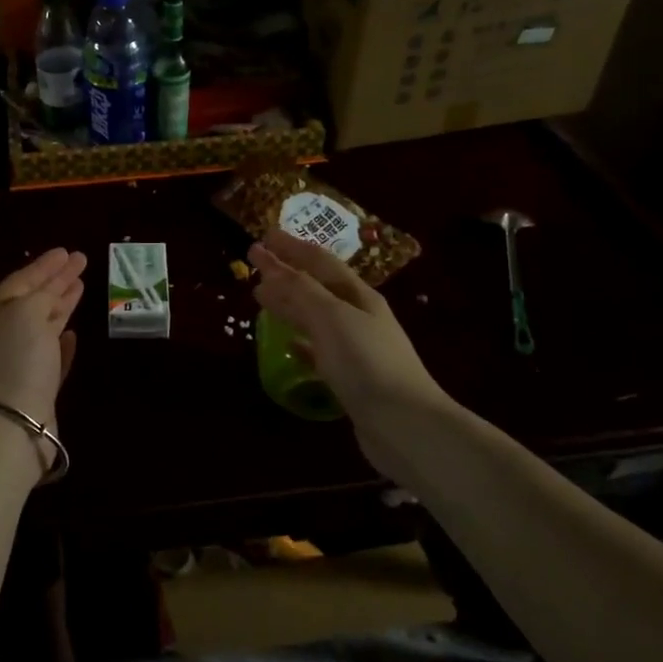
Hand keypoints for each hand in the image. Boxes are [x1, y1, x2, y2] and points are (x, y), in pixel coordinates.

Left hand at [0, 248, 85, 429]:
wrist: (15, 420)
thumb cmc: (19, 358)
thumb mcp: (27, 312)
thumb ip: (40, 296)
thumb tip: (52, 294)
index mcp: (1, 312)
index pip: (23, 280)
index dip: (44, 265)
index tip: (67, 251)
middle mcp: (9, 333)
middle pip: (35, 299)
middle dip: (57, 280)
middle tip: (81, 262)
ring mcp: (24, 360)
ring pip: (45, 324)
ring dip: (63, 304)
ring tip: (81, 287)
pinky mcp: (41, 385)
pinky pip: (53, 355)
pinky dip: (63, 341)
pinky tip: (74, 334)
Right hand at [249, 230, 453, 476]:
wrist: (406, 424)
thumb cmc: (367, 363)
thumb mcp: (331, 317)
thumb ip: (299, 289)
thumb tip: (269, 262)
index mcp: (359, 296)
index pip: (319, 262)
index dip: (291, 247)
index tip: (263, 237)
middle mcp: (359, 317)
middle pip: (317, 287)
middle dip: (287, 273)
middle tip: (256, 264)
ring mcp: (356, 348)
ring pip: (316, 316)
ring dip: (290, 304)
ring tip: (262, 297)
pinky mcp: (350, 378)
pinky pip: (319, 350)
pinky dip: (301, 341)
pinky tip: (289, 344)